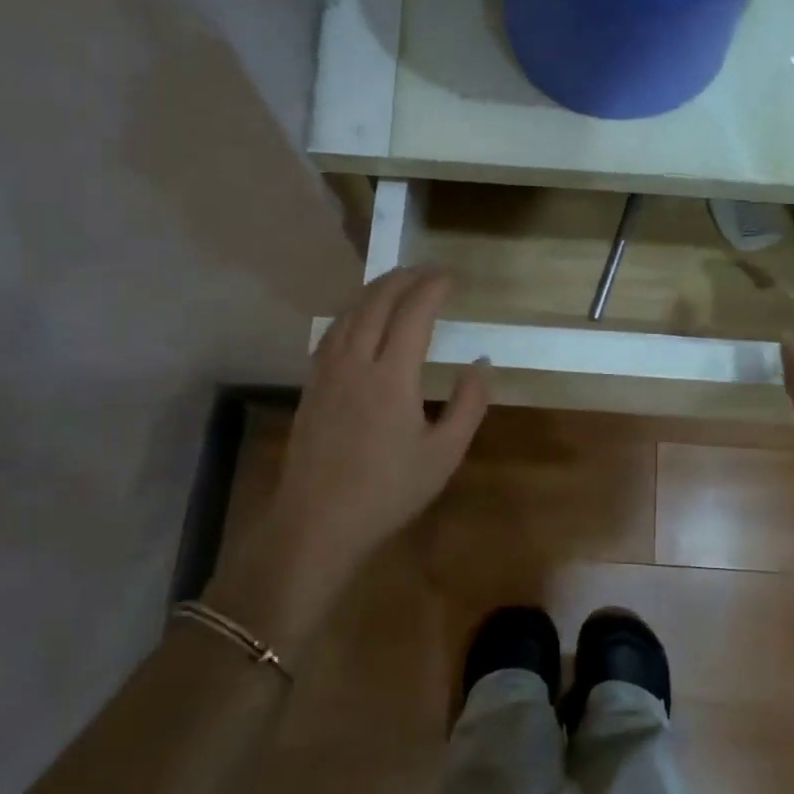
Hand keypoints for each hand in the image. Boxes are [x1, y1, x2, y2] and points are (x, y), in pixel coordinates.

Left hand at [206, 268, 488, 660]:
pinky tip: (359, 317)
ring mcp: (328, 371)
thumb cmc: (388, 491)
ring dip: (376, 290)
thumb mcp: (443, 454)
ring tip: (397, 282)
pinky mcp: (312, 385)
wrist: (317, 521)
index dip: (432, 288)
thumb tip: (481, 363)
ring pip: (350, 313)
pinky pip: (333, 331)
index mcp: (392, 376)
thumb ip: (468, 405)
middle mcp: (356, 362)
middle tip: (427, 272)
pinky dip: (352, 312)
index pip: (413, 314)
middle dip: (404, 279)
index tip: (450, 277)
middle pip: (377, 302)